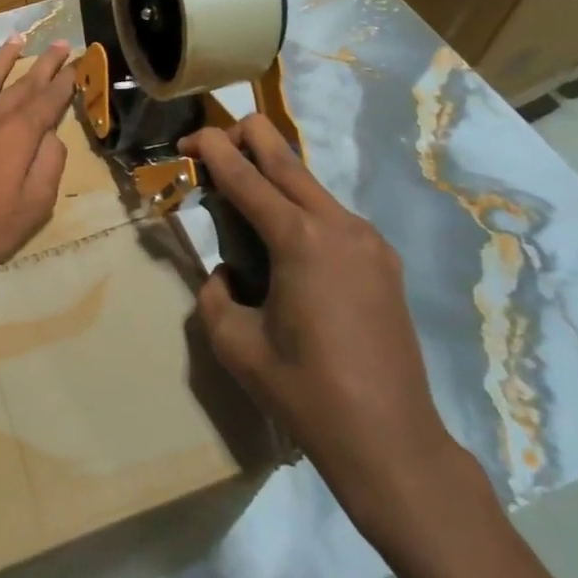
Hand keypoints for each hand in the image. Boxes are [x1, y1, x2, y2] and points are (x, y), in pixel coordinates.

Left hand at [0, 37, 76, 277]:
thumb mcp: (35, 205)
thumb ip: (49, 165)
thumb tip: (52, 136)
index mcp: (20, 134)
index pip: (49, 100)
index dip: (66, 81)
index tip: (77, 64)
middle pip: (23, 84)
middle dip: (44, 63)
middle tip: (59, 44)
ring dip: (3, 58)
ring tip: (16, 39)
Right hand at [182, 115, 469, 537]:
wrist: (390, 439)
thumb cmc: (303, 391)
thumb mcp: (234, 343)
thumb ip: (216, 293)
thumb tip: (229, 274)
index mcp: (299, 239)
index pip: (245, 175)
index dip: (212, 149)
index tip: (187, 138)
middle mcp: (339, 225)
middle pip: (286, 156)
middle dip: (246, 138)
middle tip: (213, 148)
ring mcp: (369, 240)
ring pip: (311, 186)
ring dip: (273, 178)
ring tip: (243, 207)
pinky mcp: (383, 261)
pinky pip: (332, 217)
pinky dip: (300, 211)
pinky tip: (285, 248)